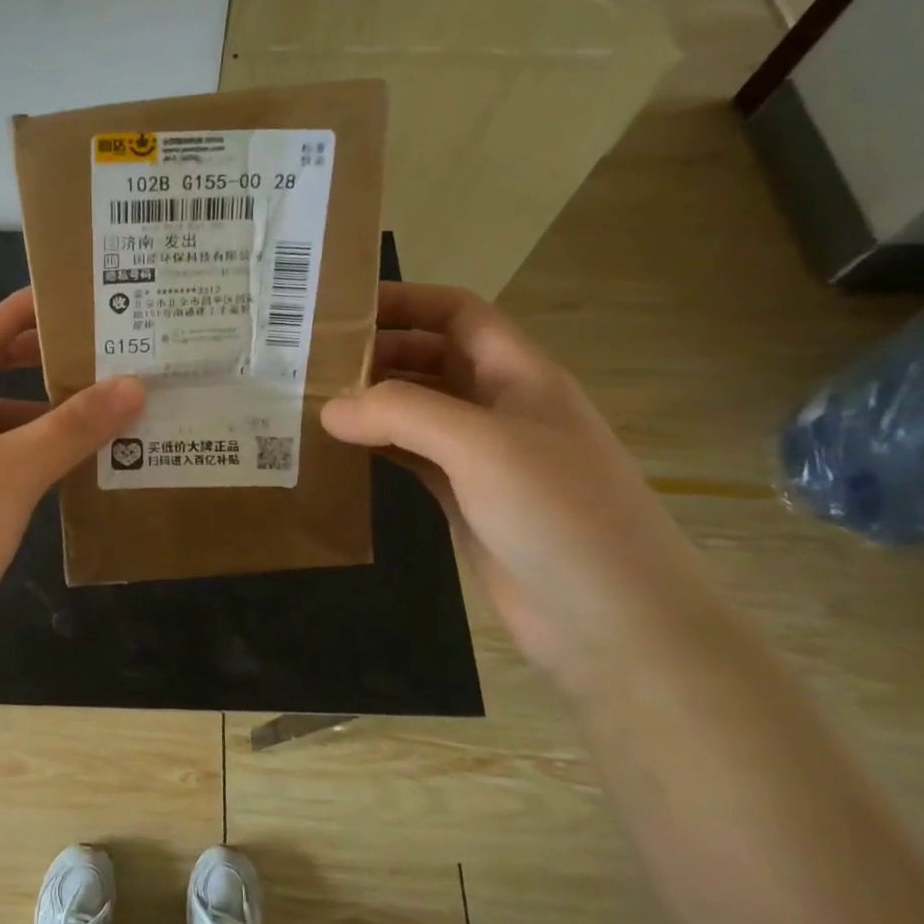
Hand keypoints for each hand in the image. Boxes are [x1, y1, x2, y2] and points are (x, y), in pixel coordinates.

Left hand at [0, 289, 143, 679]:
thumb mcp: (12, 473)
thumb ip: (72, 427)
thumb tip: (134, 386)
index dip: (11, 316)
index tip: (54, 299)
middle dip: (20, 368)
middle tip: (74, 356)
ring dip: (21, 421)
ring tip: (77, 417)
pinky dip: (10, 460)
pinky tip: (48, 472)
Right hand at [321, 283, 713, 683]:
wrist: (614, 623)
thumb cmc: (559, 513)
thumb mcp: (480, 444)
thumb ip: (400, 412)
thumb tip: (328, 409)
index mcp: (519, 374)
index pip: (458, 313)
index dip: (405, 301)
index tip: (340, 308)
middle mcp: (500, 406)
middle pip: (431, 358)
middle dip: (376, 352)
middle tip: (309, 361)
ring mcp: (483, 457)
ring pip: (416, 410)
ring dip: (370, 402)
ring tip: (309, 401)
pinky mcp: (465, 499)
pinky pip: (411, 456)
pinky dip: (376, 447)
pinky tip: (338, 450)